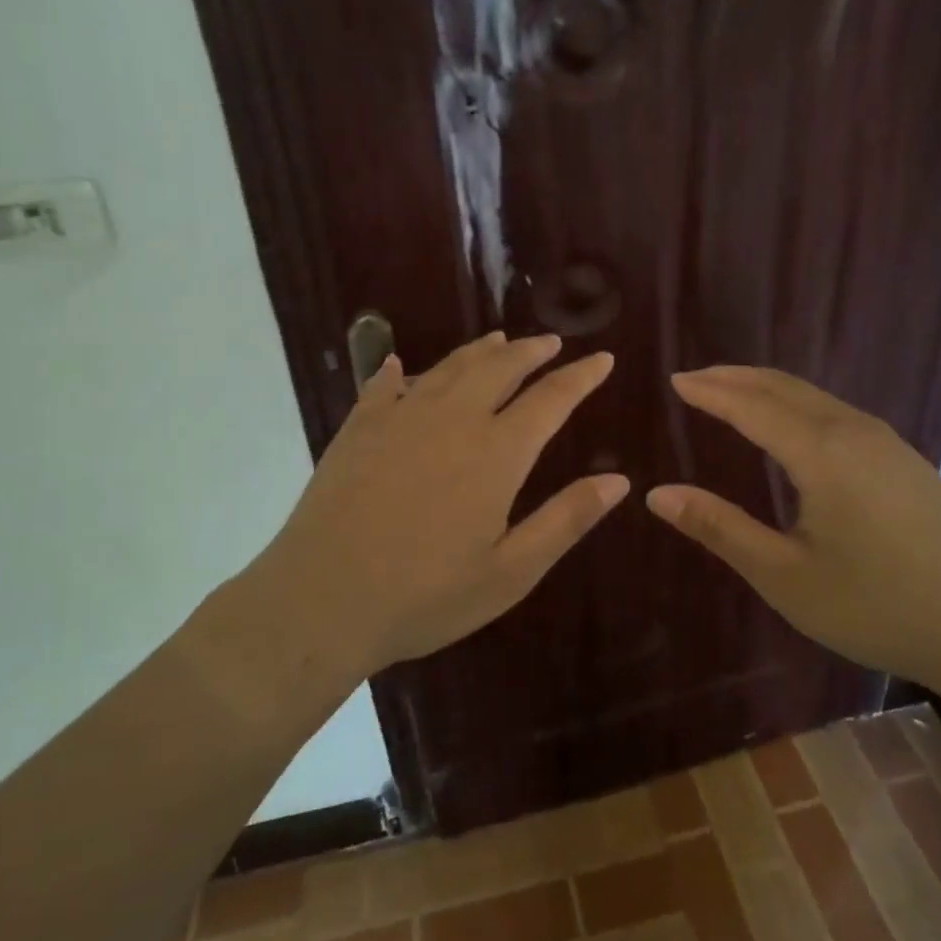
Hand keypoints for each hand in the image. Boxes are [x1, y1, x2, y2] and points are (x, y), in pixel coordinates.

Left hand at [252, 333, 627, 676]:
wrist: (322, 599)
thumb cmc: (426, 595)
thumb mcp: (510, 572)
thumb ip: (566, 520)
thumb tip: (619, 481)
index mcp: (497, 452)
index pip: (551, 399)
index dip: (581, 377)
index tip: (603, 359)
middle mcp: (454, 418)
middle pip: (501, 368)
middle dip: (532, 351)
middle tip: (551, 342)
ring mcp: (401, 416)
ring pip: (450, 366)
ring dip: (480, 351)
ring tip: (499, 341)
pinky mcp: (360, 426)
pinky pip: (386, 383)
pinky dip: (401, 369)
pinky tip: (401, 364)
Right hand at [645, 366, 940, 699]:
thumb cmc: (879, 606)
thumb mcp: (786, 576)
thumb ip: (720, 529)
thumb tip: (658, 495)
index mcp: (821, 452)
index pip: (751, 405)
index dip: (710, 391)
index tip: (675, 380)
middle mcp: (854, 431)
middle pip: (784, 387)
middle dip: (735, 378)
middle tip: (695, 379)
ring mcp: (888, 443)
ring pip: (815, 397)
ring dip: (768, 388)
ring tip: (733, 394)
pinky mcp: (907, 461)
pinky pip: (838, 413)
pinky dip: (798, 405)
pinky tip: (793, 428)